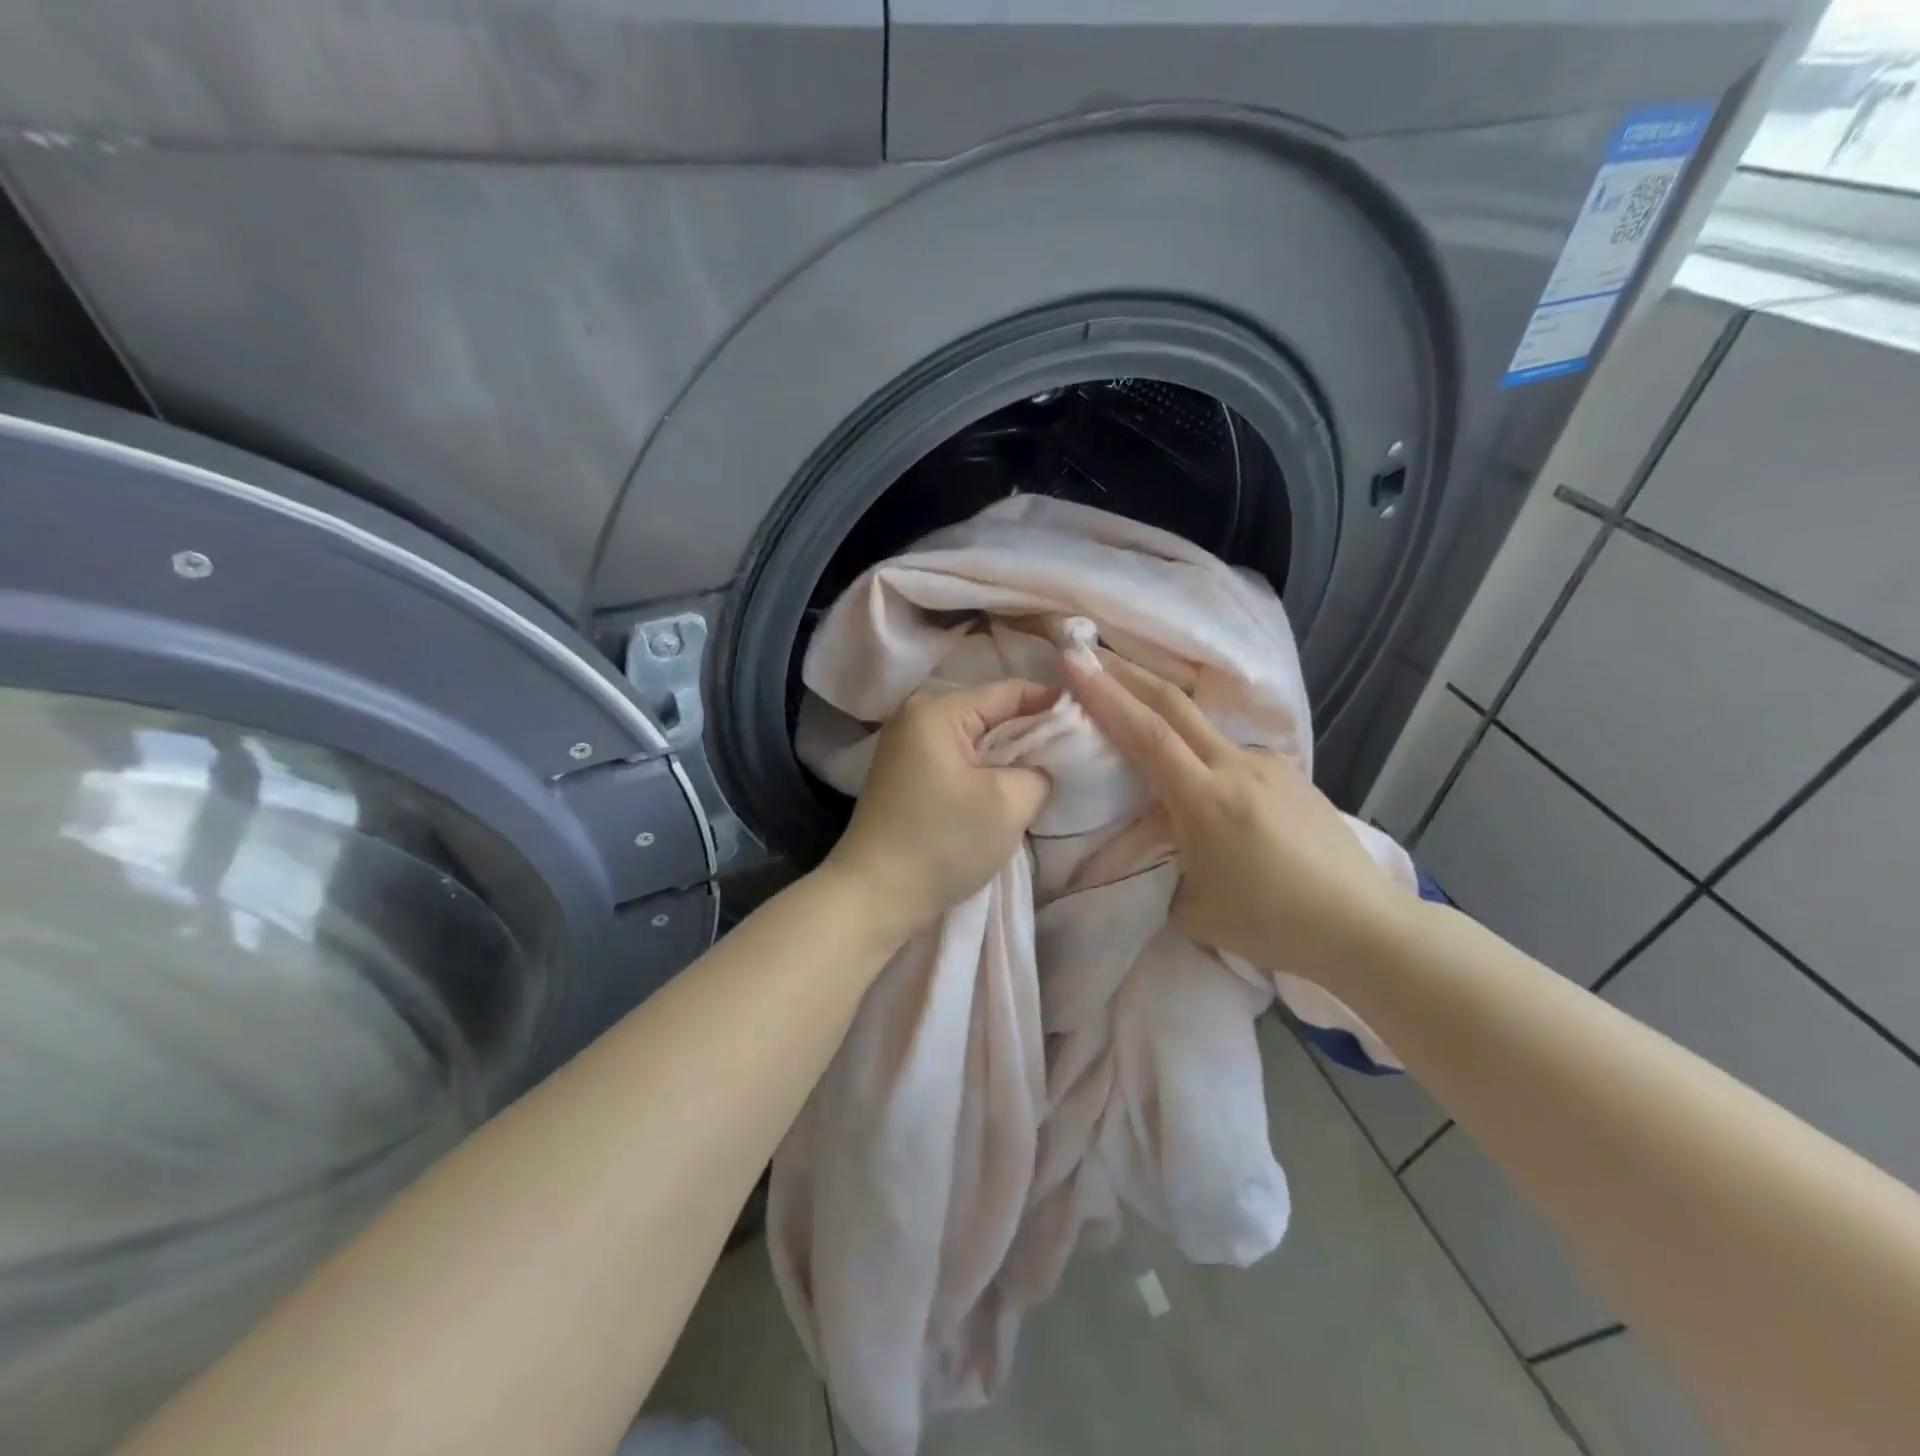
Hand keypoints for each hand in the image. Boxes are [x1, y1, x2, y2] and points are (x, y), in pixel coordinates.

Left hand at [823, 679, 1055, 934]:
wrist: (874, 896)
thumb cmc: (942, 844)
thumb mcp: (1009, 803)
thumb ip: (1041, 770)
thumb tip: (1045, 763)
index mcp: (937, 710)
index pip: (1011, 691)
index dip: (1054, 706)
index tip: (1090, 727)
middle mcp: (916, 716)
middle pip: (992, 713)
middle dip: (1033, 734)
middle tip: (1074, 756)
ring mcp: (907, 746)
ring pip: (977, 740)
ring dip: (1010, 757)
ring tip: (1045, 776)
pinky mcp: (907, 774)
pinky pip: (959, 759)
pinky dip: (985, 772)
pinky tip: (1006, 791)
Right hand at [1062, 651, 1400, 979]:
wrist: (1365, 929)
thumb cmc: (1274, 925)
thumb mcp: (1193, 909)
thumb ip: (1163, 867)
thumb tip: (1158, 845)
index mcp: (1207, 800)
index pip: (1146, 734)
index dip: (1106, 694)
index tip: (1074, 660)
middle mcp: (1238, 767)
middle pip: (1174, 704)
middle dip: (1128, 673)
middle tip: (1092, 653)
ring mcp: (1269, 766)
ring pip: (1205, 728)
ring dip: (1165, 714)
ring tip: (1140, 720)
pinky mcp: (1292, 775)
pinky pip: (1233, 755)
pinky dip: (1203, 755)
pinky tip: (1205, 784)